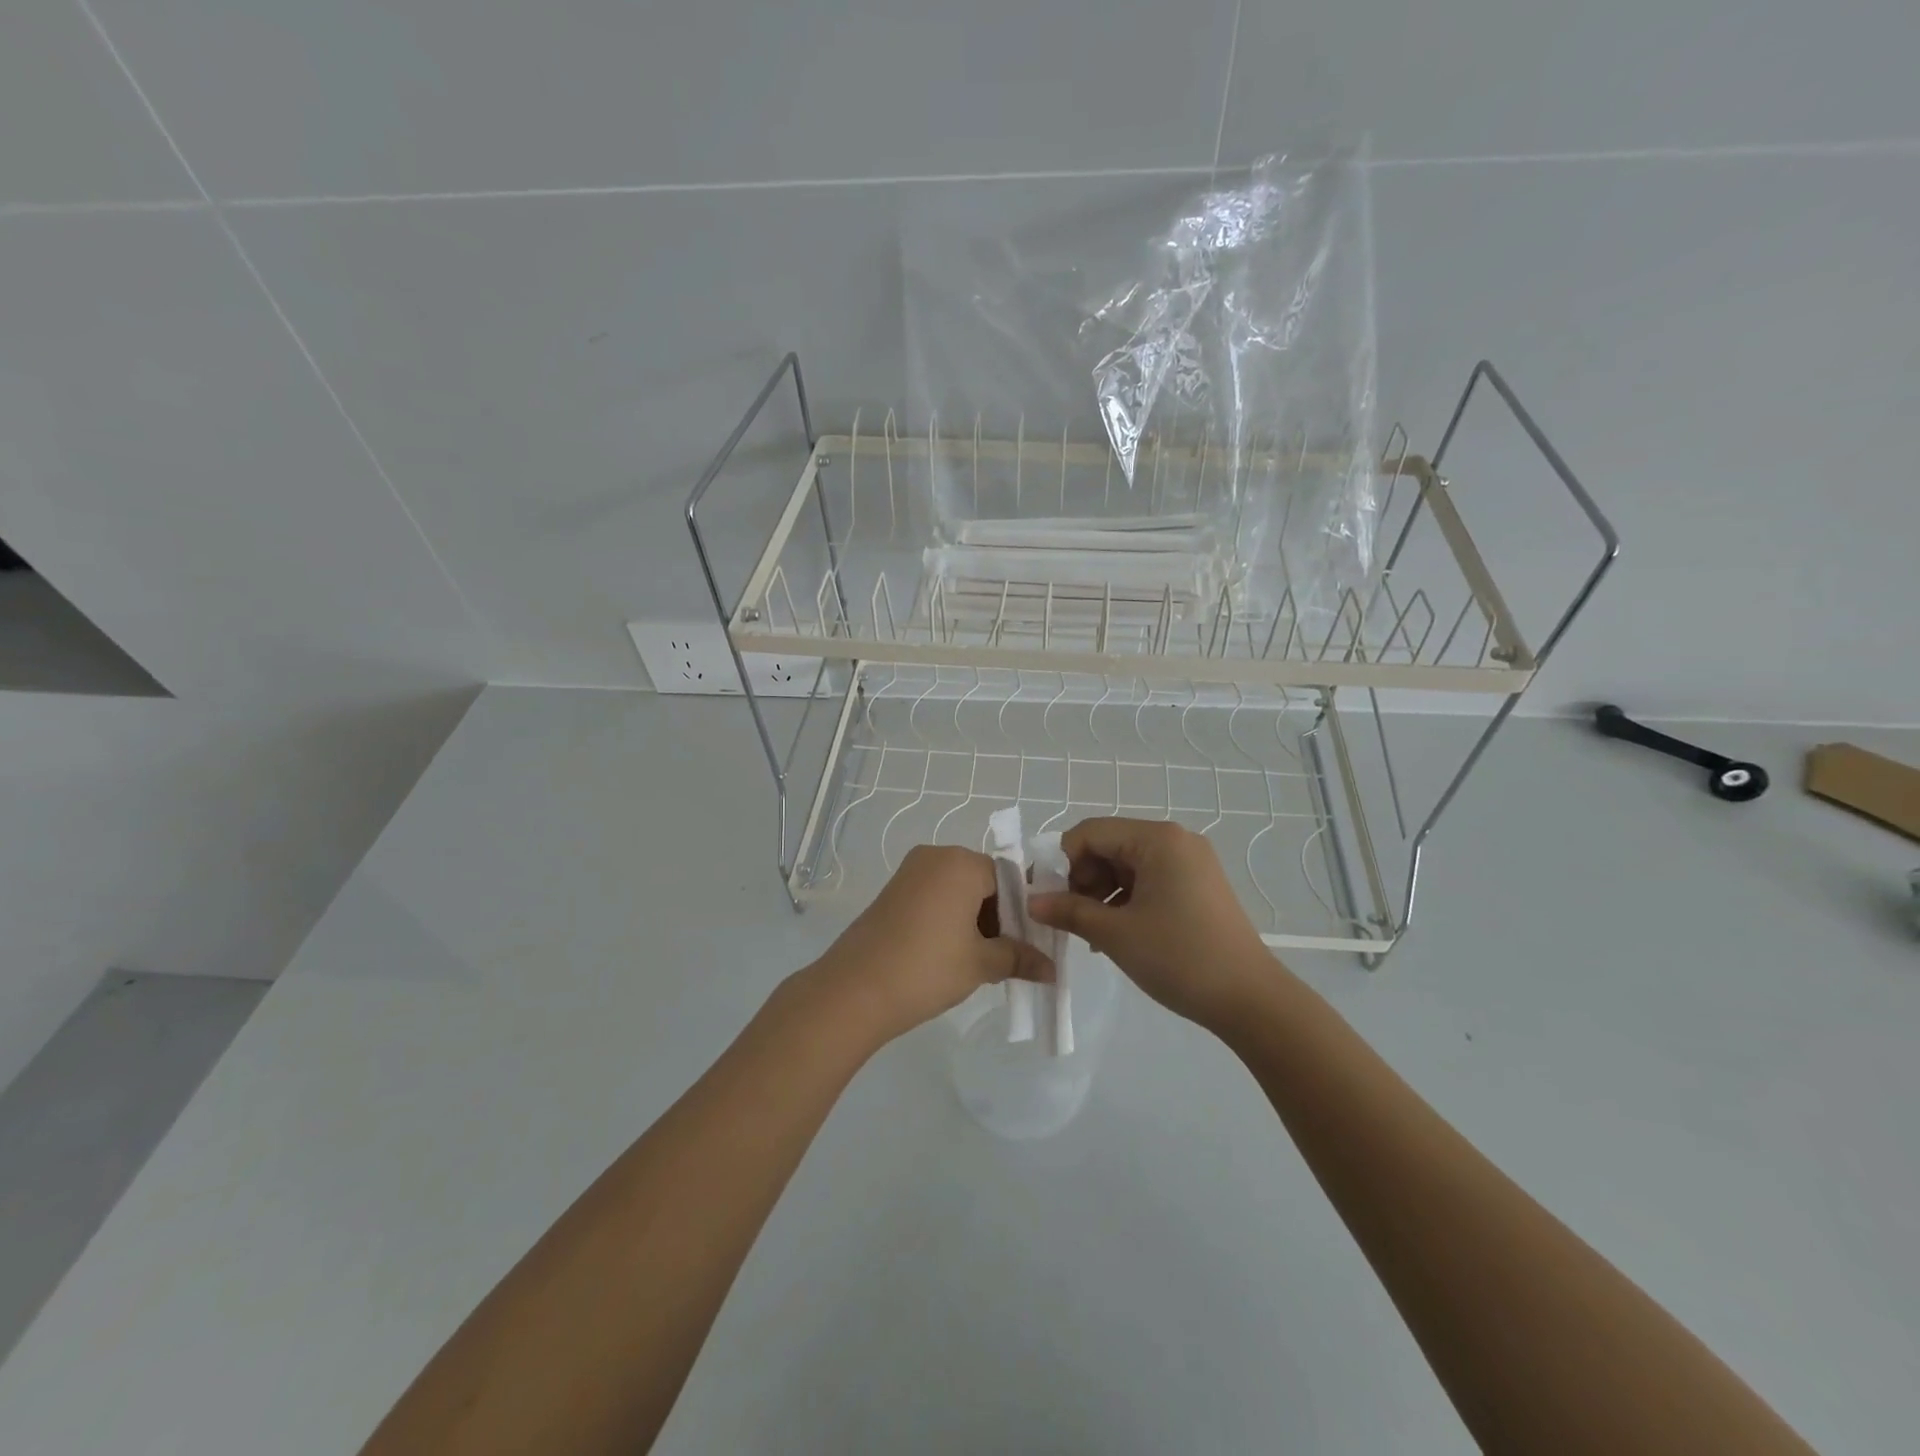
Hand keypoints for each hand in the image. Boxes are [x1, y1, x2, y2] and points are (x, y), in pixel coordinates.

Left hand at [805, 845, 1050, 1046]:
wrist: (854, 990)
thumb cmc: (927, 967)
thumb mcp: (981, 964)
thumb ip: (1019, 958)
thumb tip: (1051, 969)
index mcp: (962, 862)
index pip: (1010, 878)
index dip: (1026, 912)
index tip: (1034, 944)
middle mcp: (936, 856)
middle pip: (984, 882)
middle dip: (1001, 917)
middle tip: (1012, 957)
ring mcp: (910, 873)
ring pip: (959, 891)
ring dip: (976, 921)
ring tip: (984, 962)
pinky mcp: (892, 892)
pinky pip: (935, 898)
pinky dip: (951, 920)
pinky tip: (954, 955)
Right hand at [1028, 818, 1275, 1030]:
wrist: (1250, 1000)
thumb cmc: (1180, 957)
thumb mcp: (1116, 934)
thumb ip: (1069, 911)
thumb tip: (1032, 902)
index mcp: (1158, 839)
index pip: (1090, 832)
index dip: (1061, 861)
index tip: (1045, 897)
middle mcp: (1175, 840)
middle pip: (1109, 845)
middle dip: (1082, 879)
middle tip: (1068, 917)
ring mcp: (1190, 862)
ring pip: (1126, 865)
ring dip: (1101, 893)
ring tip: (1090, 932)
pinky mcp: (1197, 885)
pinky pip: (1148, 880)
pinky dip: (1125, 900)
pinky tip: (1114, 933)